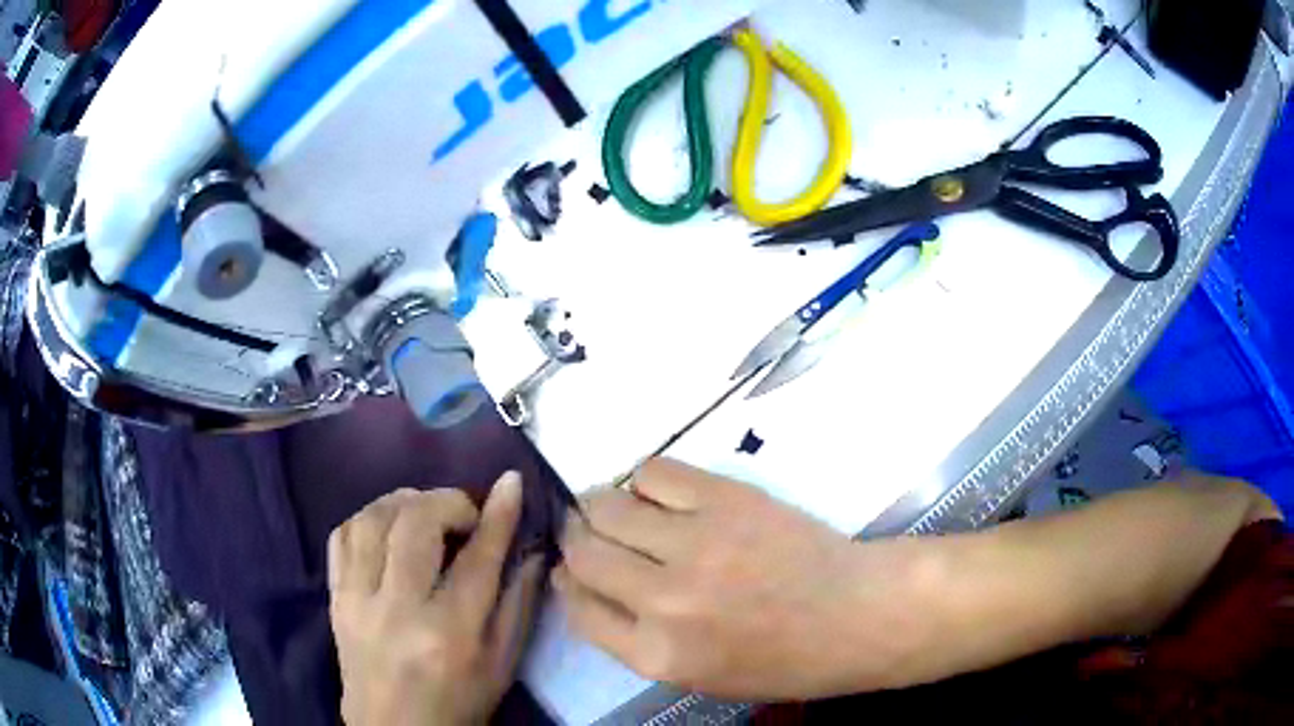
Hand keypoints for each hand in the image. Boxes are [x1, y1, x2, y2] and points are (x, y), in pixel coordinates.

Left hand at [329, 473, 543, 725]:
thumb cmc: (458, 703)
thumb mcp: (502, 665)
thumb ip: (517, 605)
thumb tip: (531, 550)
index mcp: (449, 634)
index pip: (477, 558)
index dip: (497, 514)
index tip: (511, 481)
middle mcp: (398, 610)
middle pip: (416, 524)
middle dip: (447, 502)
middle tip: (465, 514)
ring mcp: (357, 600)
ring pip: (373, 519)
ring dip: (405, 502)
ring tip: (426, 513)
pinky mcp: (334, 598)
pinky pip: (341, 535)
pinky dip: (367, 517)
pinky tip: (388, 527)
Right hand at [556, 459, 919, 699]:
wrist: (856, 614)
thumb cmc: (783, 659)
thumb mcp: (696, 675)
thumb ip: (634, 638)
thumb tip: (587, 585)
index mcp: (657, 654)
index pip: (577, 607)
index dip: (568, 582)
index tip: (572, 570)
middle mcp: (664, 600)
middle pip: (582, 551)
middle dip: (576, 540)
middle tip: (591, 535)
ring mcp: (695, 543)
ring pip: (607, 505)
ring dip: (601, 507)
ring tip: (620, 511)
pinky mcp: (726, 499)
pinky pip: (654, 470)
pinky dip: (644, 479)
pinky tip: (660, 494)